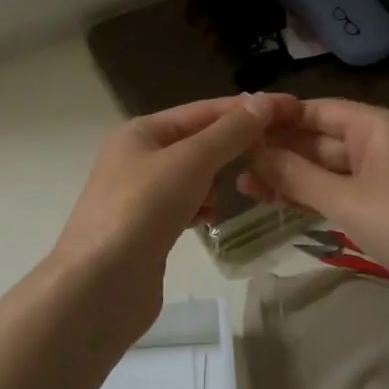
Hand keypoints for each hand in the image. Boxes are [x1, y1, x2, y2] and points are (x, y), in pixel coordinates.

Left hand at [52, 93, 295, 339]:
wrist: (99, 287)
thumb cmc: (142, 210)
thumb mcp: (190, 161)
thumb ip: (230, 132)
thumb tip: (264, 101)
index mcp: (141, 132)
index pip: (203, 110)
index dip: (246, 108)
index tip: (290, 108)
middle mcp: (138, 158)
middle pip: (198, 142)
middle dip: (234, 146)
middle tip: (276, 150)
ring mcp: (141, 196)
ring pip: (194, 176)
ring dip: (217, 179)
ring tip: (243, 186)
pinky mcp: (148, 230)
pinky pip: (185, 206)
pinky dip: (202, 207)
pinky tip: (211, 218)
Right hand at [239, 99, 388, 310]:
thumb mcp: (347, 200)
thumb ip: (297, 176)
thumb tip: (253, 153)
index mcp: (377, 126)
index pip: (317, 110)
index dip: (278, 117)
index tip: (236, 126)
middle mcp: (381, 144)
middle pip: (321, 139)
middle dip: (279, 151)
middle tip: (230, 164)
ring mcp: (385, 177)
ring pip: (329, 169)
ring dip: (291, 177)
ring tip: (243, 188)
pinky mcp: (388, 208)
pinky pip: (342, 193)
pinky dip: (313, 197)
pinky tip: (281, 203)